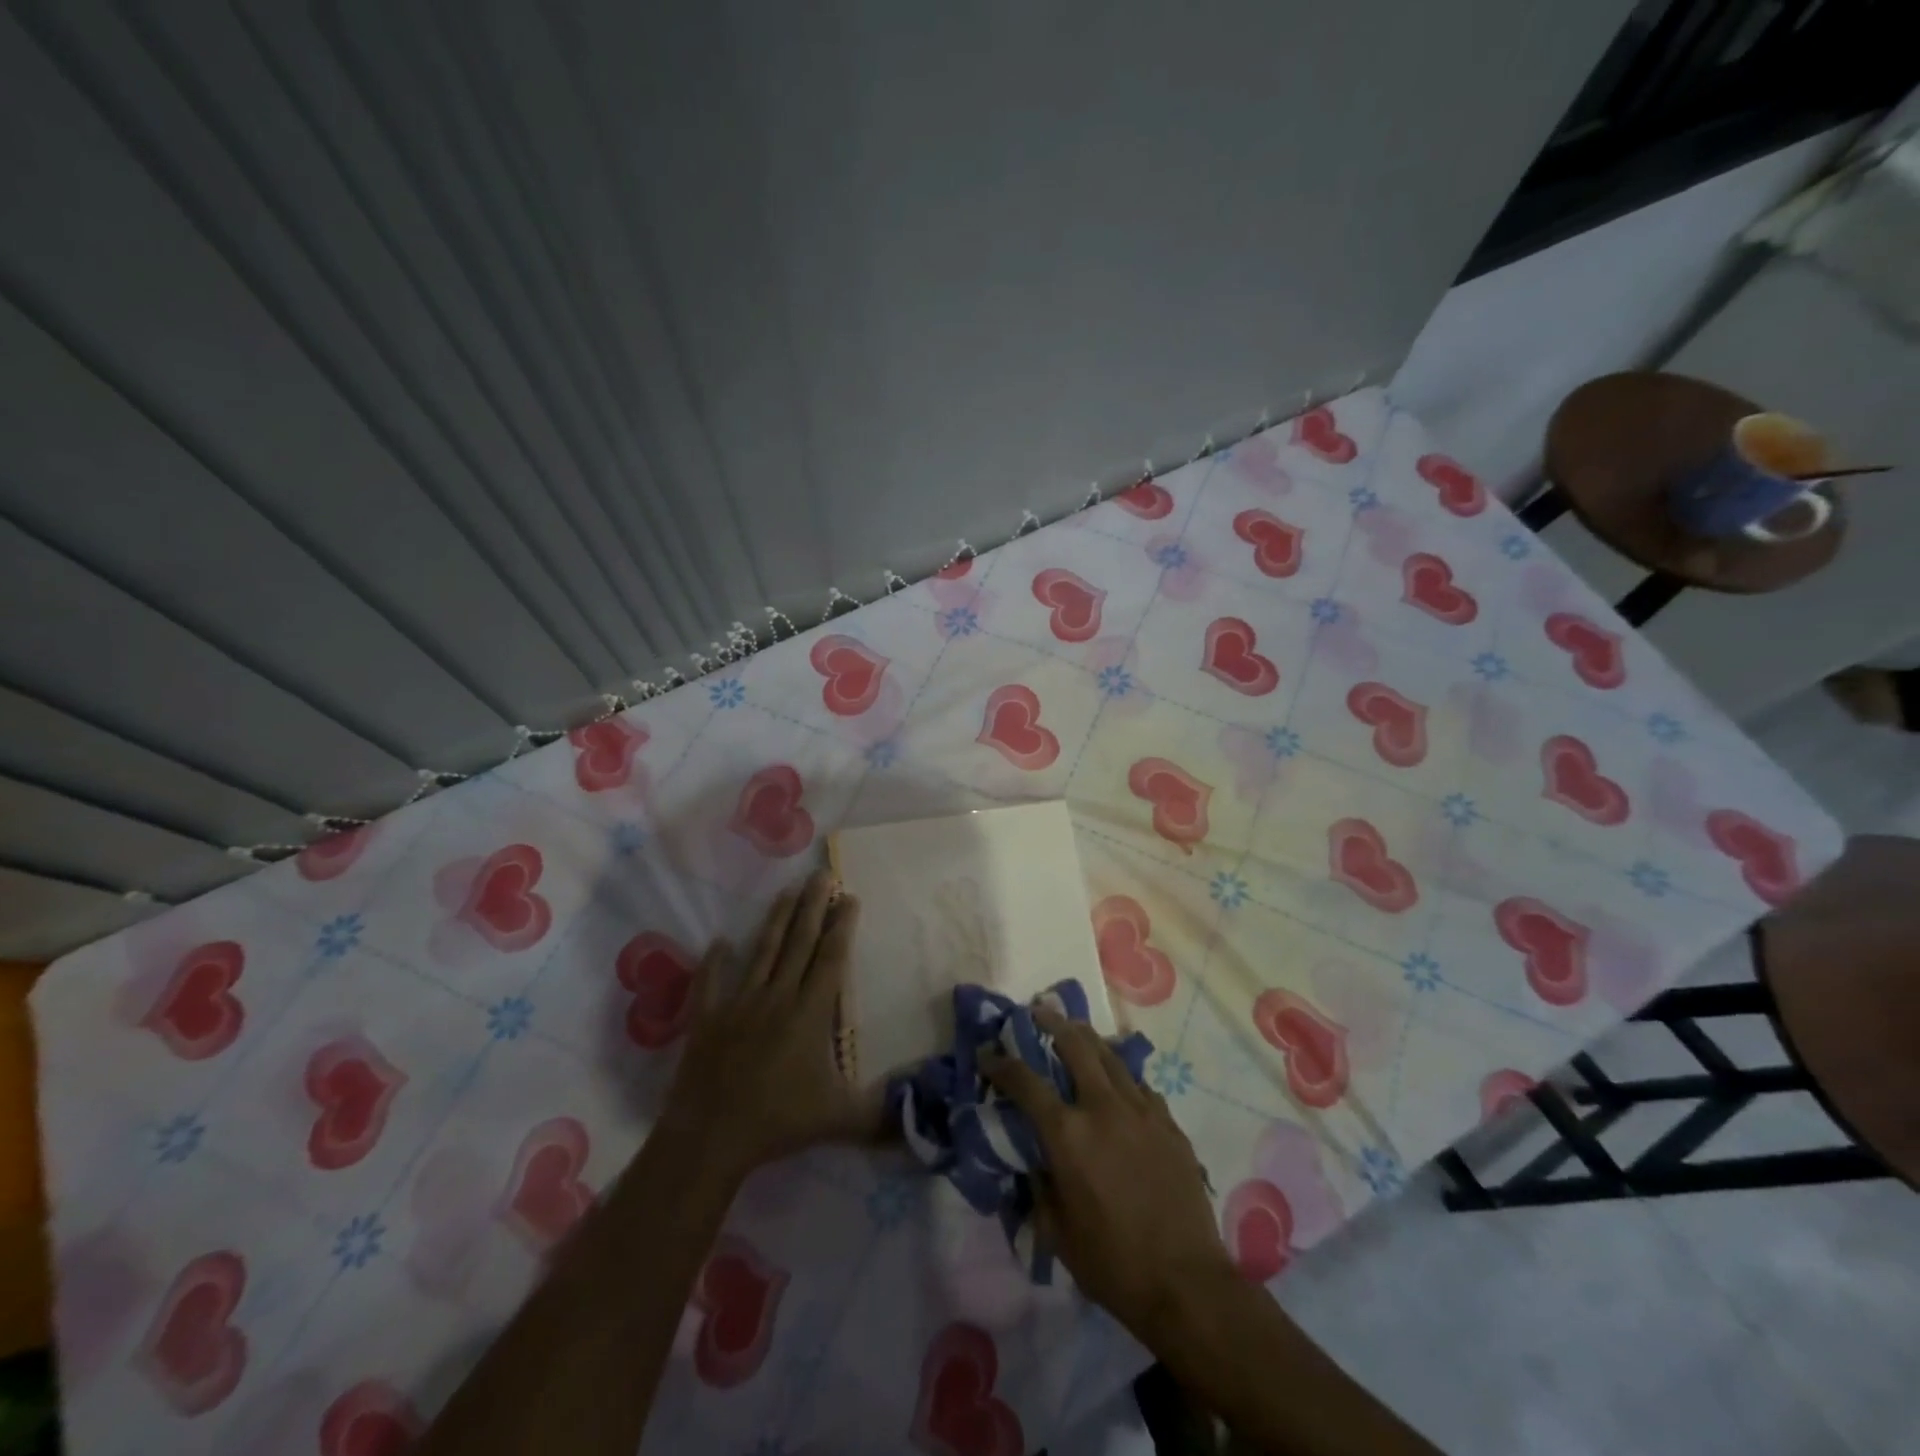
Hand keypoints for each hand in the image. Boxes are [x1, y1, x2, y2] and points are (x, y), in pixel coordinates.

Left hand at [657, 871, 880, 1186]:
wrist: (711, 1136)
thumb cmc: (779, 1122)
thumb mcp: (839, 1119)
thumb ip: (880, 1114)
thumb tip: (920, 1114)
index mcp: (810, 1013)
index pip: (831, 958)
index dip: (841, 926)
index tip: (849, 896)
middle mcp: (777, 997)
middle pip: (799, 942)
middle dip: (813, 906)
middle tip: (821, 874)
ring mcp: (739, 1003)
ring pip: (762, 951)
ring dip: (776, 919)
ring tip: (786, 890)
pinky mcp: (708, 1018)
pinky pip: (711, 982)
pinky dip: (715, 961)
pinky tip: (719, 941)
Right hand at [984, 1008, 1234, 1332]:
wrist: (1186, 1283)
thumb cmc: (1112, 1263)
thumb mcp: (1056, 1232)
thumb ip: (1039, 1186)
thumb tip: (1036, 1160)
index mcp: (1068, 1134)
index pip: (1025, 1082)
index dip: (1002, 1064)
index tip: (988, 1055)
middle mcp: (1103, 1107)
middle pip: (1075, 1045)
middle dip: (1052, 1023)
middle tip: (1039, 1012)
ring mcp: (1141, 1110)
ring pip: (1111, 1056)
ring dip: (1088, 1039)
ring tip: (1076, 1030)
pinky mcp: (1169, 1123)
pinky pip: (1139, 1086)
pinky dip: (1121, 1076)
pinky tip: (1118, 1083)